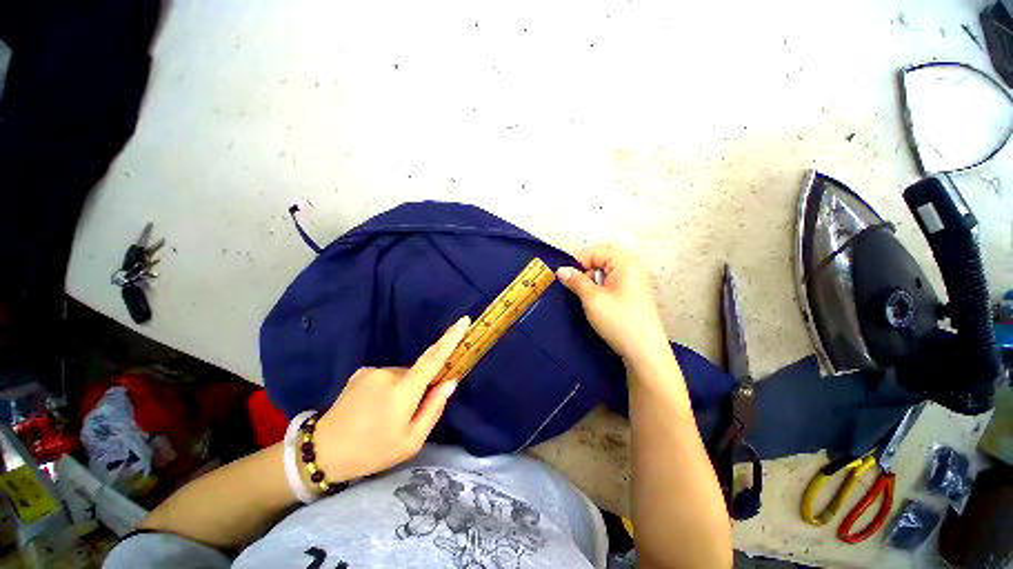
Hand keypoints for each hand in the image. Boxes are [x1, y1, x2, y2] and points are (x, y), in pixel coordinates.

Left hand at [307, 316, 469, 485]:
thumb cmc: (372, 451)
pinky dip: (389, 388)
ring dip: (404, 389)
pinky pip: (387, 376)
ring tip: (386, 415)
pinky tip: (374, 408)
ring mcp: (373, 370)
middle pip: (418, 372)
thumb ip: (434, 408)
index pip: (433, 358)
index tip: (464, 321)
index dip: (450, 338)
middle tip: (407, 415)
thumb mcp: (411, 441)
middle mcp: (389, 373)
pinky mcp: (361, 372)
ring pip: (402, 375)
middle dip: (421, 387)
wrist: (322, 452)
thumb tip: (450, 382)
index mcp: (403, 391)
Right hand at [556, 246, 669, 366]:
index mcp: (627, 263)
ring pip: (607, 273)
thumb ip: (576, 281)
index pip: (597, 252)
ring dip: (592, 280)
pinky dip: (601, 288)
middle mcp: (633, 269)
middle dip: (586, 270)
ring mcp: (635, 282)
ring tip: (584, 295)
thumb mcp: (592, 298)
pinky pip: (613, 283)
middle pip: (603, 260)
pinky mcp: (634, 295)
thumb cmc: (618, 320)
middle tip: (574, 285)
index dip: (578, 260)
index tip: (563, 273)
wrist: (644, 352)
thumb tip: (561, 270)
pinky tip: (595, 301)